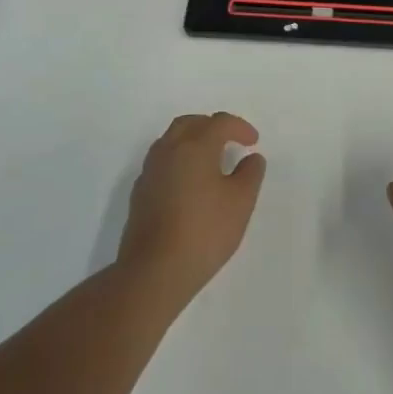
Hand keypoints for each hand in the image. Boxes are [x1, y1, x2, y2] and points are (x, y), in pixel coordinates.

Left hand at [117, 113, 265, 304]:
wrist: (154, 271)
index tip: (253, 142)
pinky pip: (161, 162)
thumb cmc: (204, 232)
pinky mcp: (140, 192)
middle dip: (212, 126)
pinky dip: (178, 160)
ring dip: (192, 141)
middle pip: (190, 123)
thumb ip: (250, 174)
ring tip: (210, 160)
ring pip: (171, 140)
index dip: (239, 127)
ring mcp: (150, 171)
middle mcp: (168, 150)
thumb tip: (251, 158)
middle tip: (230, 141)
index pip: (219, 122)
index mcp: (195, 146)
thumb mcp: (240, 203)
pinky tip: (188, 184)